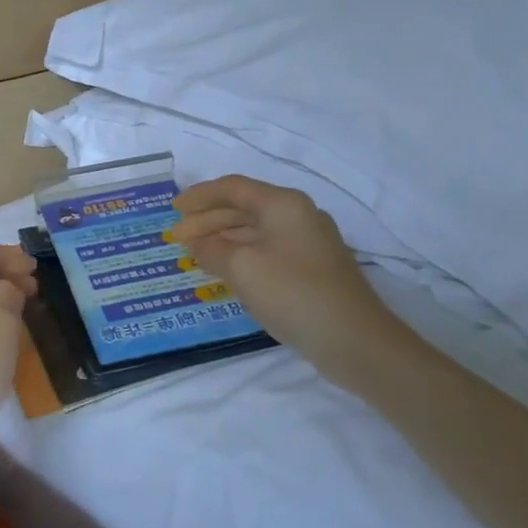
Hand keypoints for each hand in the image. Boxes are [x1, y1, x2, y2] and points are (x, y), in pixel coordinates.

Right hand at [170, 176, 408, 383]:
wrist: (354, 339)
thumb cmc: (292, 293)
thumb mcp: (241, 267)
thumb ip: (211, 249)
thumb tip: (197, 243)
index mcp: (283, 204)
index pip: (233, 188)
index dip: (200, 196)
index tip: (173, 210)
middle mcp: (298, 215)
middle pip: (244, 208)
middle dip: (208, 220)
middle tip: (178, 238)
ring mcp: (308, 243)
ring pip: (255, 231)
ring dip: (223, 239)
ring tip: (195, 254)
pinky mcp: (312, 269)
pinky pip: (267, 250)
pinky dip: (241, 255)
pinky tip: (225, 271)